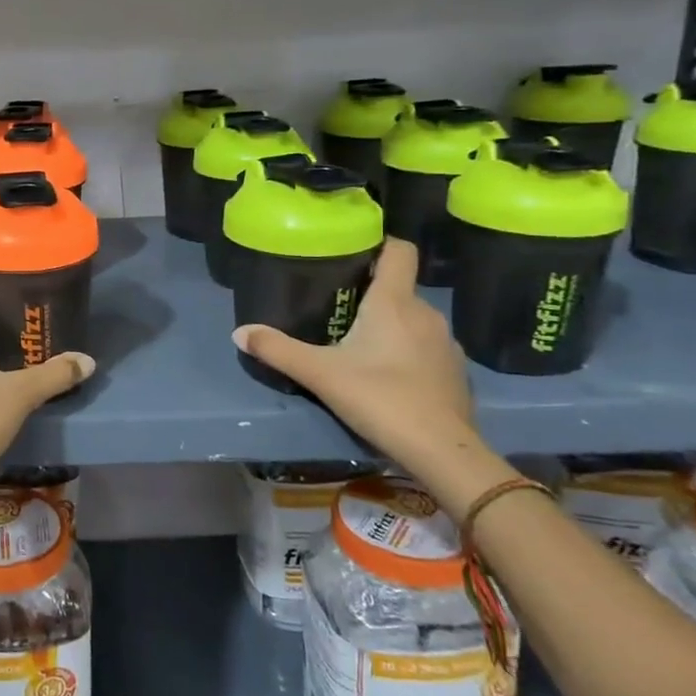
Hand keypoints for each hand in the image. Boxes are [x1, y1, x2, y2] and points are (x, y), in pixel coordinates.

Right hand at [233, 238, 474, 466]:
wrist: (442, 452)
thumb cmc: (380, 398)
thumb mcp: (319, 374)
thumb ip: (278, 349)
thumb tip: (240, 332)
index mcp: (395, 302)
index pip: (399, 250)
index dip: (378, 244)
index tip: (350, 253)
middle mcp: (426, 313)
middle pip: (398, 287)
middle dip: (370, 292)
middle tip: (335, 307)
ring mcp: (446, 343)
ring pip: (412, 319)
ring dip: (388, 324)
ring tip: (357, 342)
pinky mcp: (455, 372)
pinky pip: (425, 346)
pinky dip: (406, 350)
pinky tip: (386, 374)